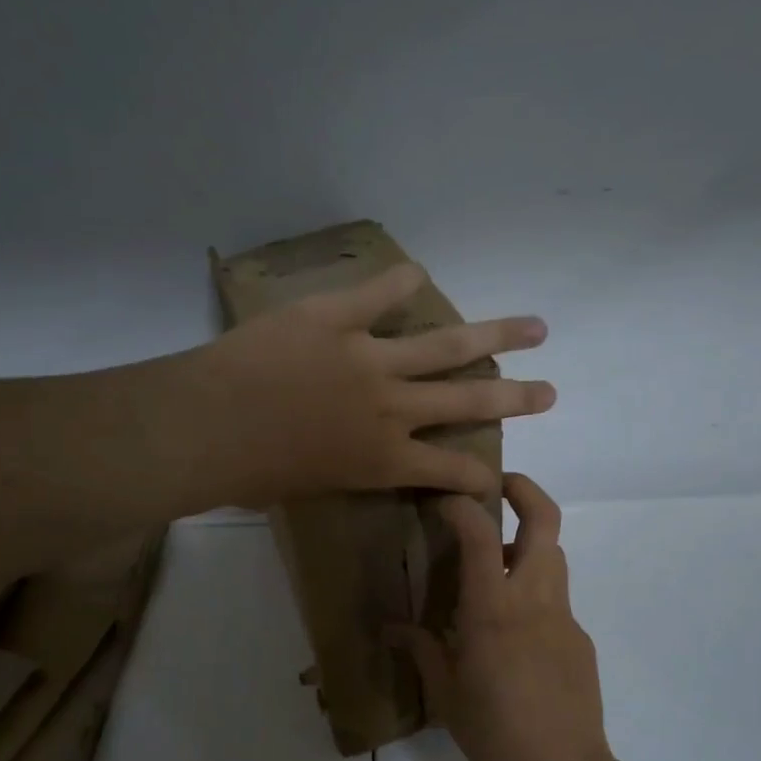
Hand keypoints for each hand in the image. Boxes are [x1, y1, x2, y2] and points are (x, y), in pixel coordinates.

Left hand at [200, 263, 554, 503]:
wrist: (210, 427)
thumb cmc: (247, 474)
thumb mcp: (305, 489)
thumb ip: (335, 470)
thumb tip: (334, 457)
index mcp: (382, 459)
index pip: (449, 470)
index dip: (478, 476)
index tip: (496, 478)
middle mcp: (392, 408)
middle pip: (469, 399)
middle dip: (515, 397)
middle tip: (550, 392)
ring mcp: (370, 358)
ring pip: (448, 344)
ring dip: (496, 335)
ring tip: (534, 328)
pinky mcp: (336, 318)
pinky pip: (378, 294)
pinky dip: (399, 282)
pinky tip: (417, 272)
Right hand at [393, 473, 632, 760]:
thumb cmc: (493, 732)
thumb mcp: (445, 692)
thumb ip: (420, 649)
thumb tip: (392, 629)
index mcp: (493, 609)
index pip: (480, 534)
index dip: (461, 506)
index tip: (443, 501)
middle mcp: (534, 599)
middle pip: (545, 520)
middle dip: (523, 489)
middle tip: (495, 486)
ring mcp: (563, 617)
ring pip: (554, 554)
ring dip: (526, 542)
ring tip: (492, 563)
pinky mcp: (579, 638)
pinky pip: (555, 598)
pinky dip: (532, 591)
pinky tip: (511, 631)